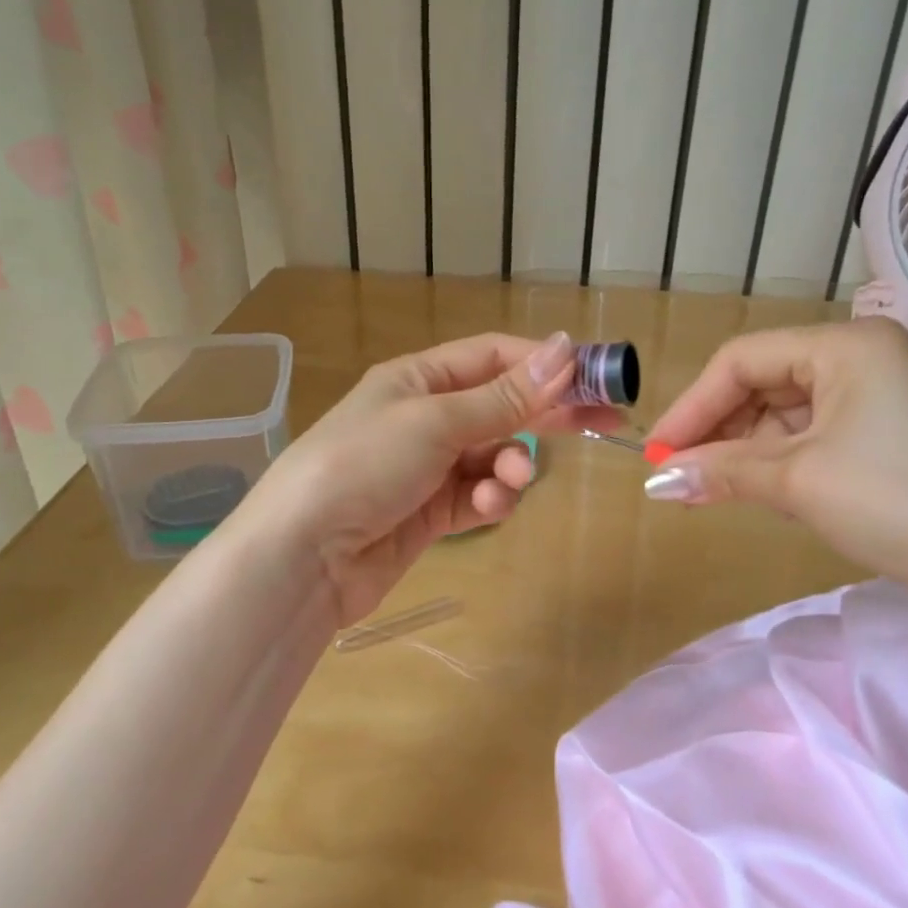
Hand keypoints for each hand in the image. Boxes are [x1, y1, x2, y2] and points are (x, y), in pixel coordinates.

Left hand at [230, 332, 620, 627]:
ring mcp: (429, 466)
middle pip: (502, 405)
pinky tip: (486, 508)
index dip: (544, 363)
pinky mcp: (433, 511)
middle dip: (547, 413)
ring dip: (511, 466)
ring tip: (509, 481)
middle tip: (604, 421)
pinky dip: (490, 500)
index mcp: (418, 379)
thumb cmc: (364, 465)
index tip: (595, 375)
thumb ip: (503, 396)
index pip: (493, 357)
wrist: (303, 556)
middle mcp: (426, 416)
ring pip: (496, 455)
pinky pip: (480, 495)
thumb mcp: (435, 422)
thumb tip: (564, 350)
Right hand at [642, 319, 907, 623]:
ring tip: (712, 488)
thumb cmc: (899, 503)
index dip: (693, 405)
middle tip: (680, 475)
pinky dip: (785, 462)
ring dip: (749, 450)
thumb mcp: (798, 482)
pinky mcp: (899, 435)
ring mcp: (888, 396)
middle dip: (719, 430)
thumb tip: (656, 482)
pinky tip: (762, 490)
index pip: (743, 360)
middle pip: (767, 383)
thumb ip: (720, 472)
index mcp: (847, 345)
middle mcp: (868, 357)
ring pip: (792, 413)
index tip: (657, 451)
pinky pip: (821, 436)